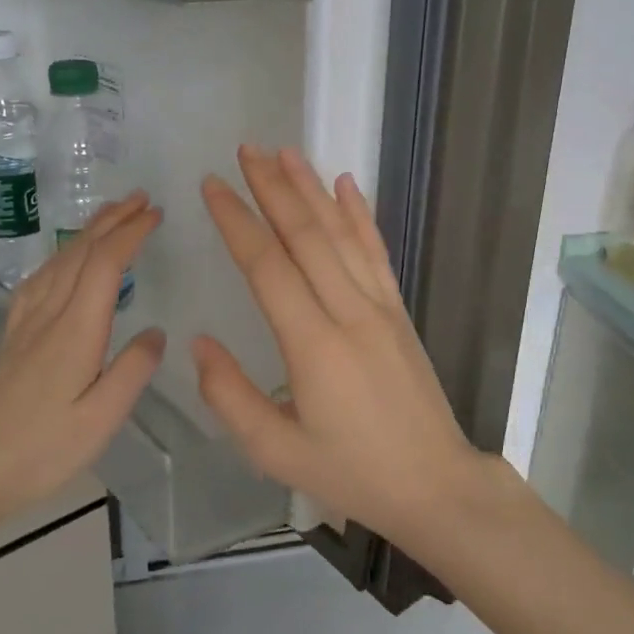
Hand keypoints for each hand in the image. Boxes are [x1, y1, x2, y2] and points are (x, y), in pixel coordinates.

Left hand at [0, 193, 165, 531]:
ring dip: (85, 233)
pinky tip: (60, 263)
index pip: (104, 265)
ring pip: (56, 263)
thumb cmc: (38, 453)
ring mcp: (24, 327)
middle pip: (79, 254)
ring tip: (109, 216)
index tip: (156, 214)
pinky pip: (36, 282)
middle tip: (140, 199)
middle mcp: (47, 317)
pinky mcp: (10, 341)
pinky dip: (57, 258)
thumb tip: (156, 332)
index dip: (130, 234)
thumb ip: (132, 372)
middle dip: (111, 221)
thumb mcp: (100, 422)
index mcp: (74, 332)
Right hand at [194, 147, 481, 550]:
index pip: (267, 267)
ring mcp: (379, 307)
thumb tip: (199, 343)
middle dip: (272, 188)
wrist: (435, 483)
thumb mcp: (276, 452)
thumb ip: (231, 397)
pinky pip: (375, 252)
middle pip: (305, 235)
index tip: (212, 186)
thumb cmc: (351, 473)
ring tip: (285, 152)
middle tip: (245, 150)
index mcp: (313, 346)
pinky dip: (359, 214)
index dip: (237, 221)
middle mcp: (348, 312)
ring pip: (340, 234)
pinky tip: (346, 184)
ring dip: (311, 189)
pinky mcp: (398, 310)